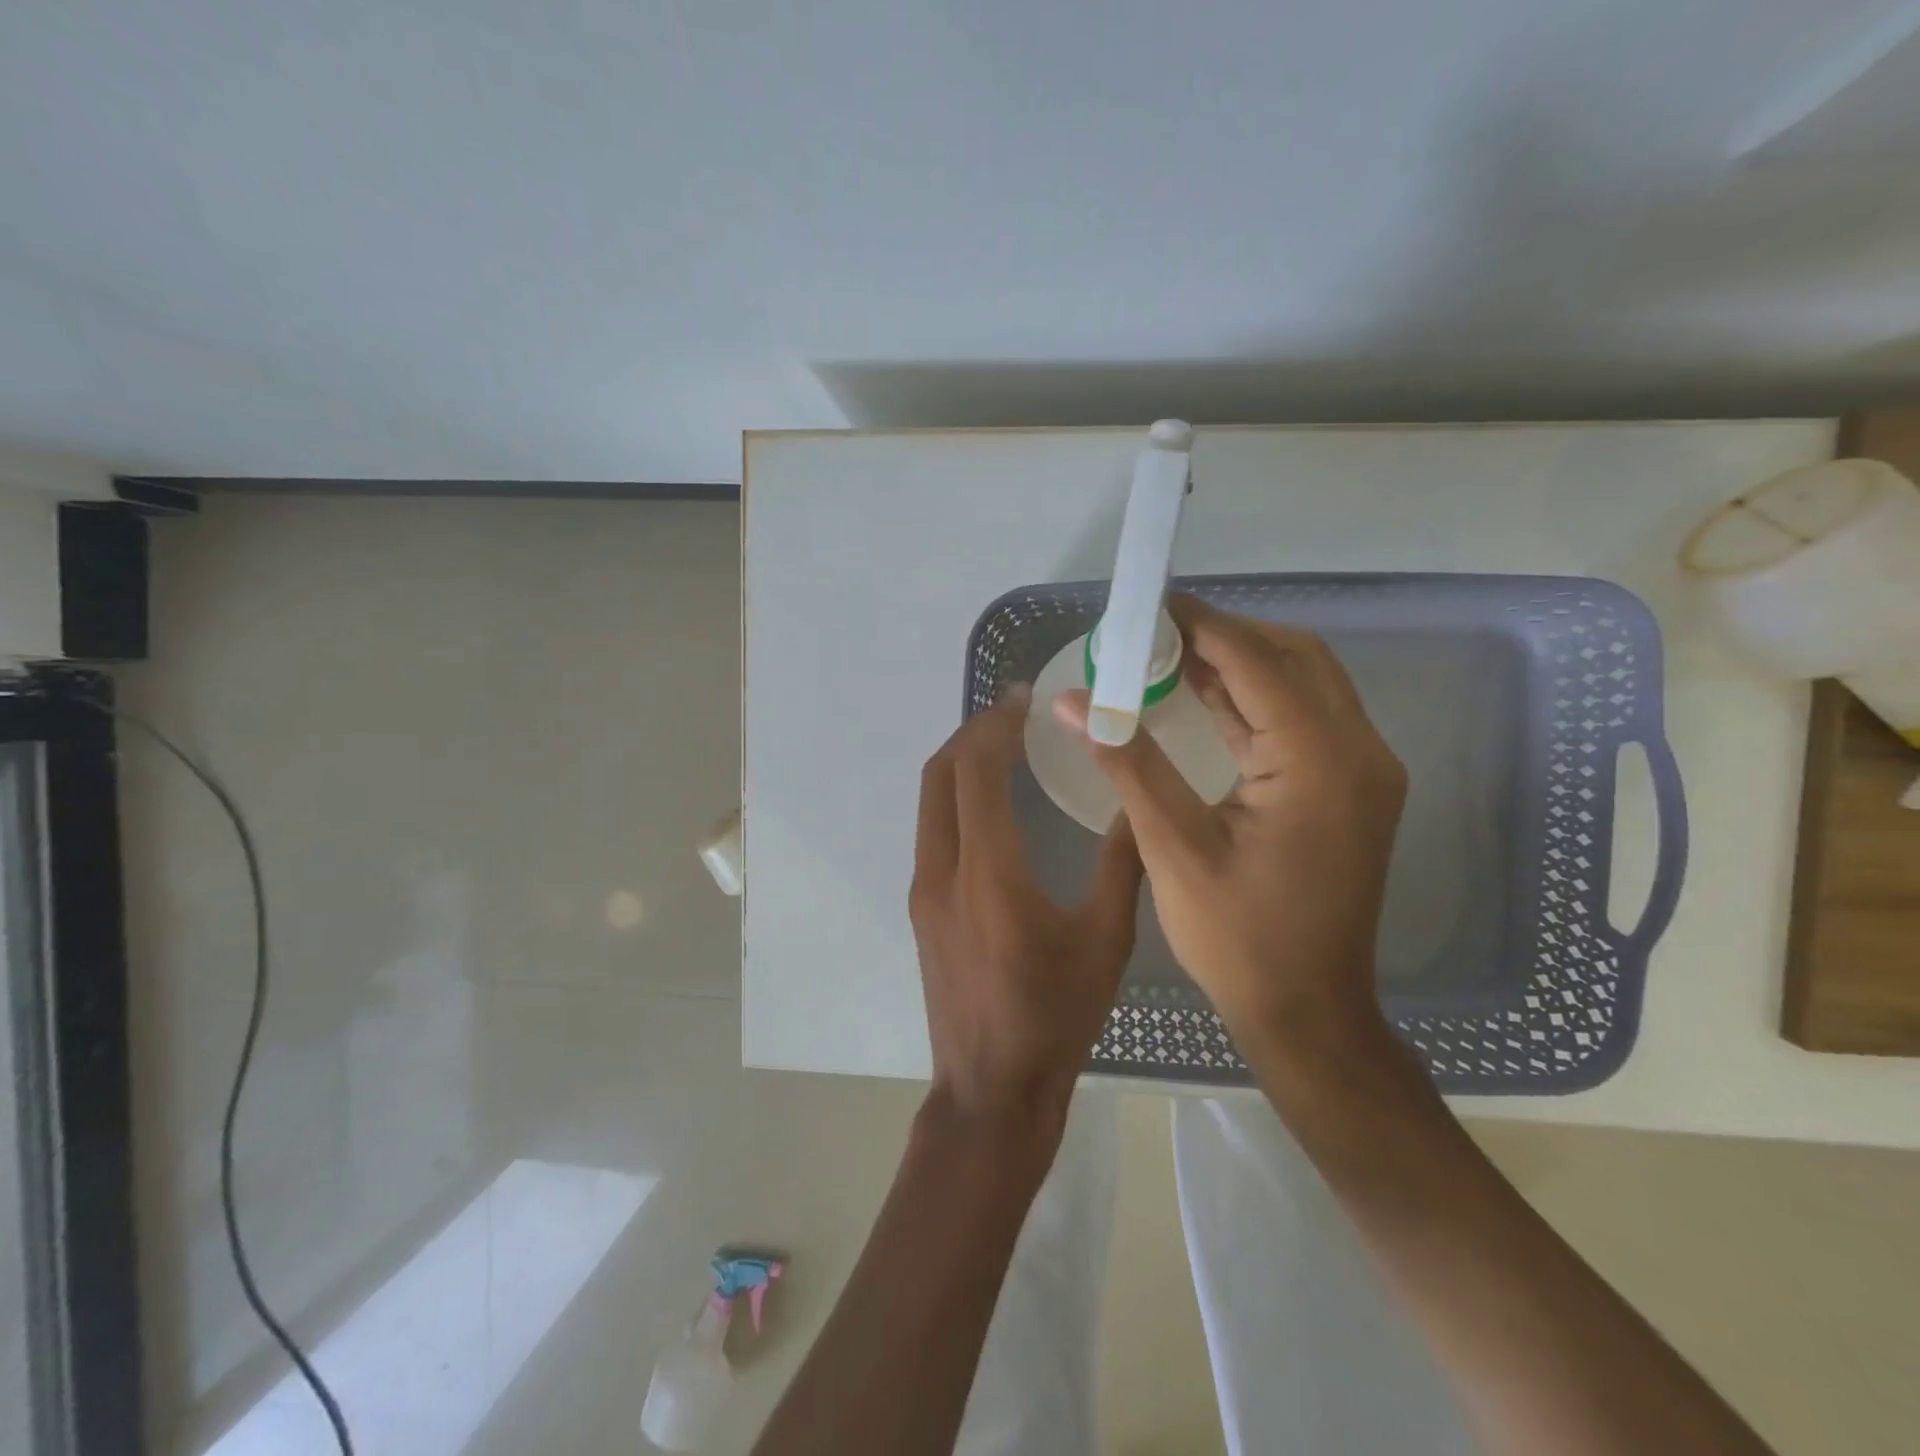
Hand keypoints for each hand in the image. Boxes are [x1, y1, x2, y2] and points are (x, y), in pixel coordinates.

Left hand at [911, 685, 1143, 1132]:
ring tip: (1004, 747)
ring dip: (960, 764)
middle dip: (972, 733)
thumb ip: (1122, 865)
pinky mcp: (922, 908)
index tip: (1024, 699)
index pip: (975, 771)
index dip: (995, 725)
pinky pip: (932, 830)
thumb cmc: (1055, 1017)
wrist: (990, 1090)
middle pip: (939, 774)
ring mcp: (924, 890)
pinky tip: (991, 804)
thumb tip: (1139, 803)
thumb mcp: (1105, 941)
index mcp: (988, 873)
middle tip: (1013, 715)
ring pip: (930, 801)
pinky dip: (955, 797)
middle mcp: (942, 871)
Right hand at [1054, 596, 1405, 1055]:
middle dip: (1224, 635)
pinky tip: (1203, 696)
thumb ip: (1126, 760)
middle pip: (1294, 658)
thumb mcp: (1172, 845)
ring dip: (1239, 664)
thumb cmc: (1238, 938)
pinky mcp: (1348, 790)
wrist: (1307, 1012)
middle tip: (1155, 631)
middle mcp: (1358, 752)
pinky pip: (1302, 721)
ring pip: (1302, 685)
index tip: (1148, 605)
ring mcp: (1361, 771)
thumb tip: (1072, 700)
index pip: (1258, 662)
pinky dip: (1254, 700)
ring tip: (1168, 654)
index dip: (1201, 624)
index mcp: (1320, 761)